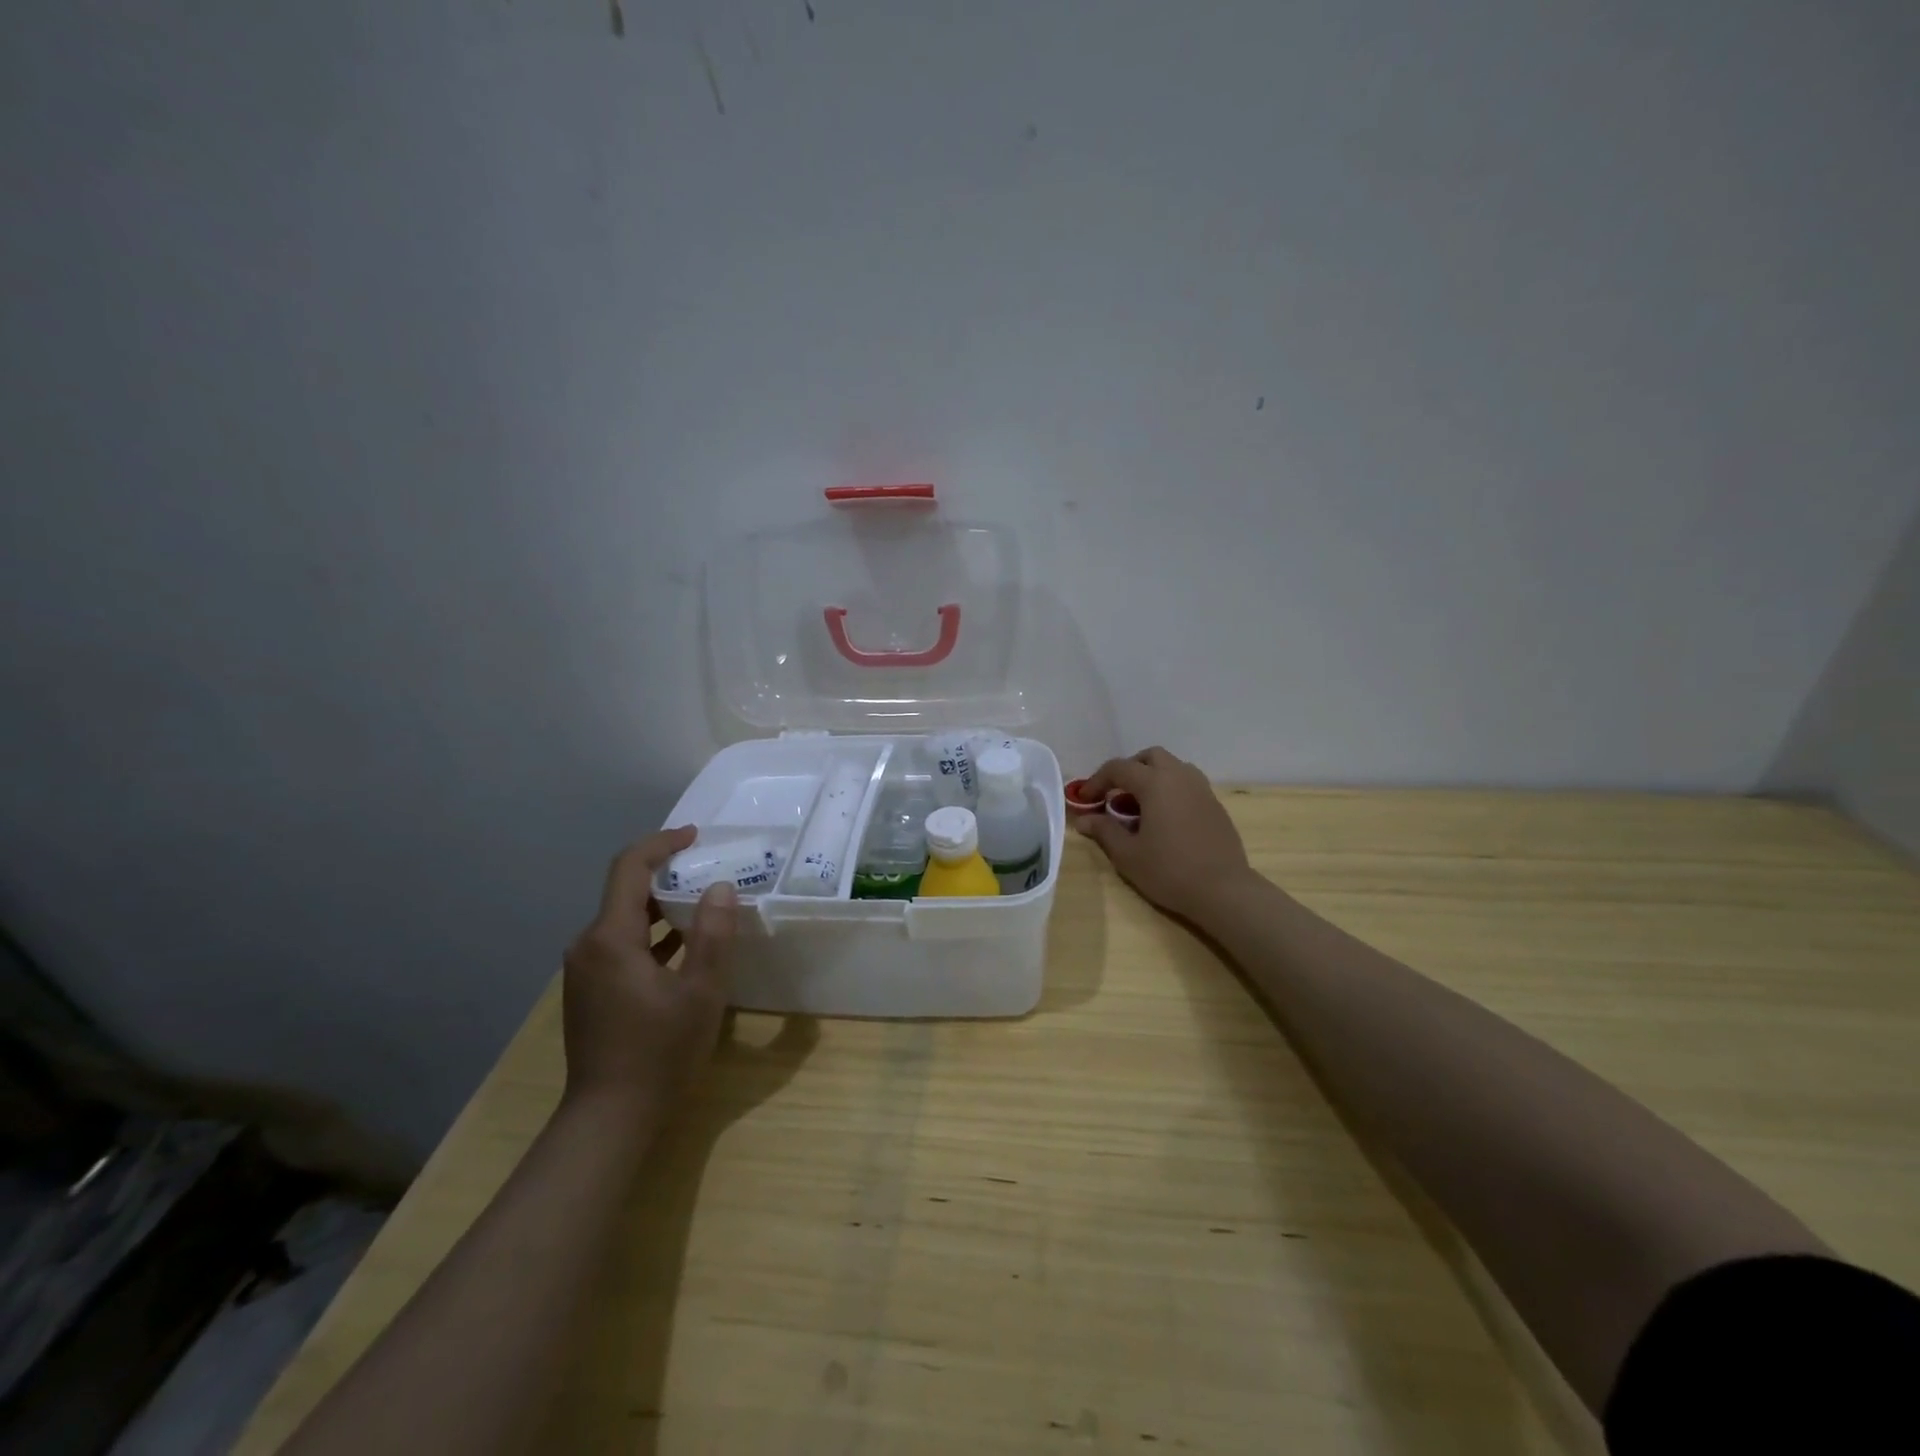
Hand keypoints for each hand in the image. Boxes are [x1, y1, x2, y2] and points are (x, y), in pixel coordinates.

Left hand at [561, 827, 736, 1118]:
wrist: (609, 1118)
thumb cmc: (659, 1052)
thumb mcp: (700, 992)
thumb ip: (713, 934)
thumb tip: (720, 886)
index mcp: (610, 938)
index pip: (629, 867)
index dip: (662, 843)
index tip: (695, 835)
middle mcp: (588, 946)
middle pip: (625, 890)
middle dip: (666, 872)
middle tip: (709, 867)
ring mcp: (585, 970)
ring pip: (623, 918)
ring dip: (661, 904)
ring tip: (703, 900)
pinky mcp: (591, 990)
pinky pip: (621, 943)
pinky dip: (651, 932)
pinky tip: (684, 943)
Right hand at [1074, 747, 1256, 922]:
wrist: (1224, 890)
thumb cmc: (1170, 871)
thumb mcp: (1128, 854)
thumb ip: (1104, 831)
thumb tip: (1083, 820)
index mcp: (1155, 783)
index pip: (1119, 768)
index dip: (1097, 781)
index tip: (1085, 800)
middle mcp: (1180, 777)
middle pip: (1150, 757)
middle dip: (1129, 770)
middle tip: (1115, 794)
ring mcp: (1202, 790)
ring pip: (1173, 767)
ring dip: (1152, 777)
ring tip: (1140, 805)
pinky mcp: (1215, 805)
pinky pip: (1188, 784)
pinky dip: (1170, 790)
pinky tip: (1165, 819)